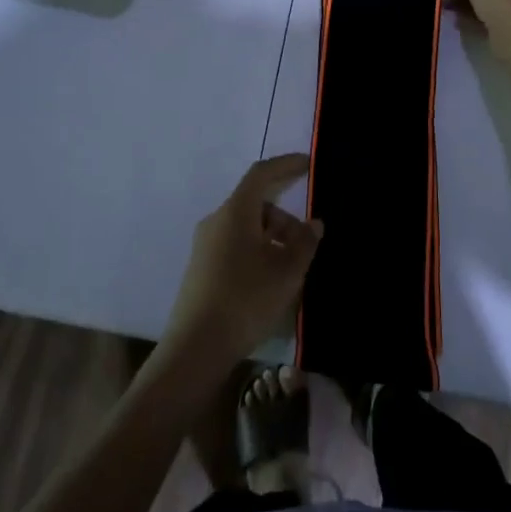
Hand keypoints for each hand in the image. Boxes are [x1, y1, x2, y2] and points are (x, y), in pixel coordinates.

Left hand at [164, 155, 323, 366]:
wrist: (196, 347)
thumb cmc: (246, 300)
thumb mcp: (287, 272)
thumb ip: (305, 243)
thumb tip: (314, 224)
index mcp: (235, 212)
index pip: (261, 174)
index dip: (286, 165)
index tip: (307, 164)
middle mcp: (217, 220)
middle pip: (256, 204)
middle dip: (285, 218)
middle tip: (308, 243)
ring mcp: (205, 244)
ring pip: (246, 227)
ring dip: (273, 238)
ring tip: (292, 269)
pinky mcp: (201, 267)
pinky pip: (235, 244)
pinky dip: (258, 250)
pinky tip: (271, 280)